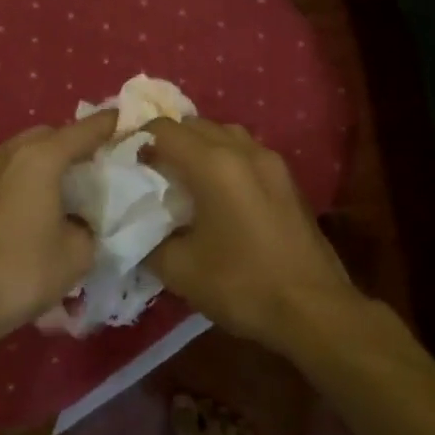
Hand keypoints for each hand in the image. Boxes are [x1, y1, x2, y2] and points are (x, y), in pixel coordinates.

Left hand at [0, 109, 119, 351]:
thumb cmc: (23, 271)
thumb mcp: (77, 253)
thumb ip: (89, 225)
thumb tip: (82, 222)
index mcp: (39, 159)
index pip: (83, 131)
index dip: (109, 125)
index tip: (128, 122)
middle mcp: (8, 155)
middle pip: (49, 135)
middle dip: (74, 143)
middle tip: (98, 163)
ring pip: (23, 152)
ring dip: (47, 160)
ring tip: (70, 184)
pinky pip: (7, 172)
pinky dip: (27, 177)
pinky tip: (39, 203)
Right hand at [146, 118, 365, 351]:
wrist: (314, 309)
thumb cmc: (243, 285)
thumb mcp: (180, 269)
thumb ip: (147, 240)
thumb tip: (134, 227)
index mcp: (213, 164)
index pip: (163, 129)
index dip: (135, 139)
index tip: (120, 162)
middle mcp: (243, 150)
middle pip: (194, 125)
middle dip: (166, 141)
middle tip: (146, 172)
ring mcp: (271, 162)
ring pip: (224, 134)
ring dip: (198, 147)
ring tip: (181, 179)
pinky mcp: (287, 179)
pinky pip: (245, 152)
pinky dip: (223, 159)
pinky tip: (216, 193)